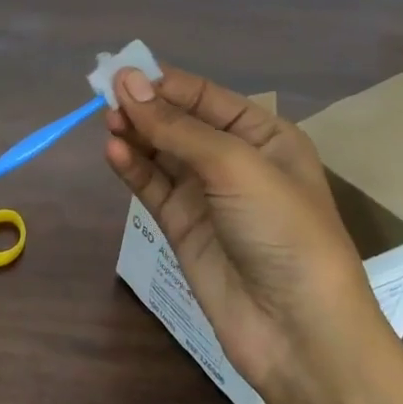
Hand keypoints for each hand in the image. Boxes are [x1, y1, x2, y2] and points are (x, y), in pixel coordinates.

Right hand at [104, 65, 378, 397]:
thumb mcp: (235, 167)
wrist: (297, 328)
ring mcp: (206, 195)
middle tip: (105, 98)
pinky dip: (133, 169)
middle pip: (180, 122)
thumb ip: (177, 127)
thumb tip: (126, 82)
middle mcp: (235, 160)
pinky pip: (152, 187)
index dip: (165, 83)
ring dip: (136, 135)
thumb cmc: (282, 230)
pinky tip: (113, 152)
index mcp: (265, 136)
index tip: (122, 74)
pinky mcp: (182, 226)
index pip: (206, 97)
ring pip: (161, 153)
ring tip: (108, 122)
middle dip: (146, 108)